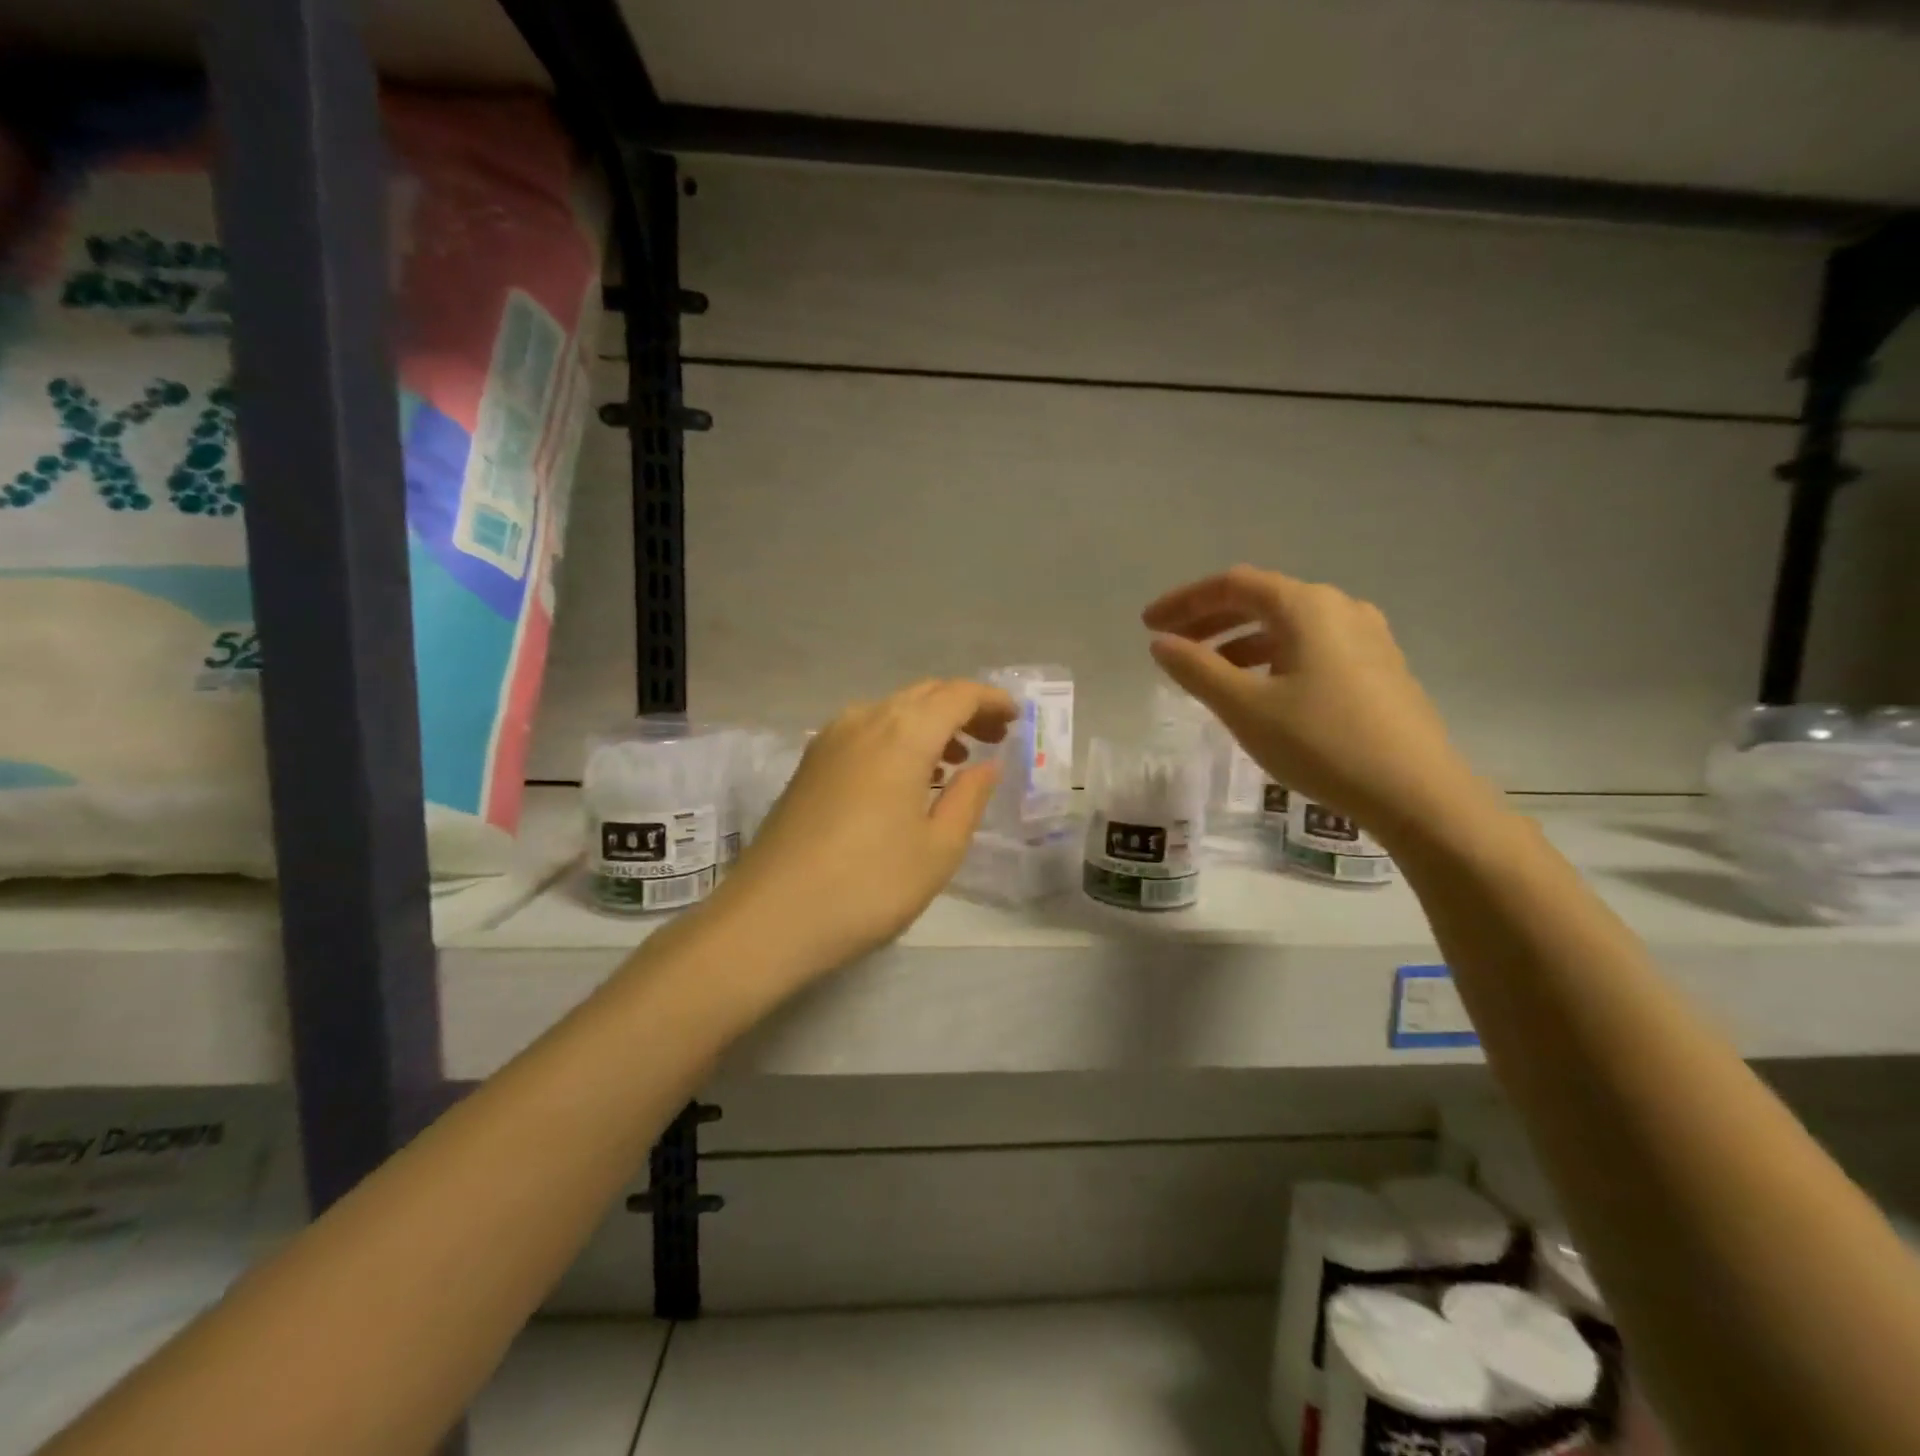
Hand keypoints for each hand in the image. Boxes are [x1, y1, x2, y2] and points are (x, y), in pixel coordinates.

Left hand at [716, 679, 1016, 974]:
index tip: (1017, 718)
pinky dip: (897, 739)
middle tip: (994, 737)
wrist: (770, 917)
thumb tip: (987, 764)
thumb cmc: (869, 886)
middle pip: (923, 695)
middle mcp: (864, 720)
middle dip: (963, 708)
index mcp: (903, 734)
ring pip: (891, 711)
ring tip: (956, 760)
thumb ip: (969, 798)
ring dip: (929, 724)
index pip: (957, 694)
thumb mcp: (938, 849)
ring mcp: (829, 740)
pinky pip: (866, 731)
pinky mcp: (809, 763)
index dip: (991, 700)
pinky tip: (907, 777)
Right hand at [1143, 565, 1493, 843]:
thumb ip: (1197, 670)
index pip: (1232, 585)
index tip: (1148, 624)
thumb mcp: (1245, 708)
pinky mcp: (1379, 669)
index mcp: (1306, 606)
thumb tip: (1161, 643)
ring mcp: (1367, 637)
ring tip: (1208, 673)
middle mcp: (1340, 608)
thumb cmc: (1322, 742)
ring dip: (1240, 642)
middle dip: (1210, 621)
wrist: (1417, 793)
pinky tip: (1260, 691)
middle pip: (1261, 600)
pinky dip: (1273, 659)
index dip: (1184, 601)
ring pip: (1287, 627)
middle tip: (1171, 646)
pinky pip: (1311, 648)